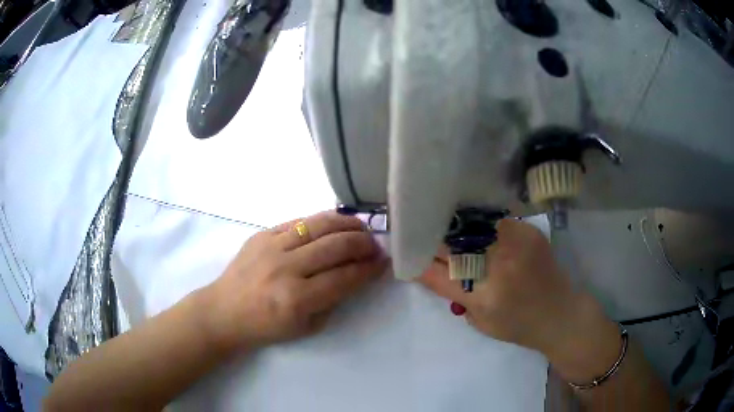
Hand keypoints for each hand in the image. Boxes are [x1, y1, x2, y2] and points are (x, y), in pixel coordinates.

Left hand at [203, 211, 387, 351]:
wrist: (224, 310)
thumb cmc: (266, 326)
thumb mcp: (306, 327)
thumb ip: (333, 300)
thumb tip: (356, 273)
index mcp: (296, 299)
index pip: (344, 277)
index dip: (369, 269)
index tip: (384, 263)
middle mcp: (285, 268)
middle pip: (336, 246)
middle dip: (364, 244)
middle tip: (376, 245)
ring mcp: (271, 246)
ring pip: (319, 225)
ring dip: (347, 224)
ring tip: (361, 229)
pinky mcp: (262, 234)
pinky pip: (299, 221)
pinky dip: (322, 221)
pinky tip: (334, 225)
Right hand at [418, 218, 604, 356]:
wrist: (560, 313)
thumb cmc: (519, 326)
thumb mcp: (480, 321)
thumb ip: (455, 295)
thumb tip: (431, 267)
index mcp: (483, 296)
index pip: (438, 273)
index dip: (417, 260)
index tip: (403, 249)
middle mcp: (499, 266)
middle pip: (452, 245)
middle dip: (431, 237)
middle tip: (416, 227)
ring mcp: (516, 244)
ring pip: (472, 226)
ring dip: (453, 225)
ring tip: (438, 219)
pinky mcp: (528, 232)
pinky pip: (494, 220)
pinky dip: (479, 222)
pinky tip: (470, 221)